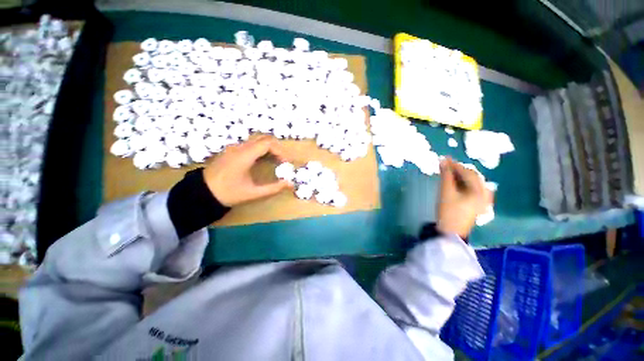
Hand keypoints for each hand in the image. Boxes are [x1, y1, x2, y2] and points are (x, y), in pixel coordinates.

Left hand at [203, 135, 291, 206]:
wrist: (201, 193)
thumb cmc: (228, 193)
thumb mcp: (253, 193)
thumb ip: (274, 188)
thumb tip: (290, 184)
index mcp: (244, 156)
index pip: (267, 143)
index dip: (280, 151)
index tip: (285, 163)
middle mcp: (239, 147)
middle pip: (263, 138)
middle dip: (277, 147)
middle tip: (282, 161)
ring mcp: (234, 148)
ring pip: (256, 140)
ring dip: (269, 148)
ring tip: (275, 161)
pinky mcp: (231, 151)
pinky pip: (250, 144)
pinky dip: (260, 149)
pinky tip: (262, 161)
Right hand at [436, 157, 492, 237]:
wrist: (450, 232)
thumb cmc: (448, 211)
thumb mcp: (446, 192)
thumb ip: (445, 175)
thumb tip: (442, 160)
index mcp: (480, 191)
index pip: (468, 172)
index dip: (455, 165)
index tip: (444, 159)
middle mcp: (485, 194)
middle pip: (473, 177)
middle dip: (459, 170)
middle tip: (446, 165)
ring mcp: (483, 200)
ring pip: (473, 183)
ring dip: (461, 176)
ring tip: (449, 173)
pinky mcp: (478, 204)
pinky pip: (473, 189)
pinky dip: (464, 183)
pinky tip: (456, 182)